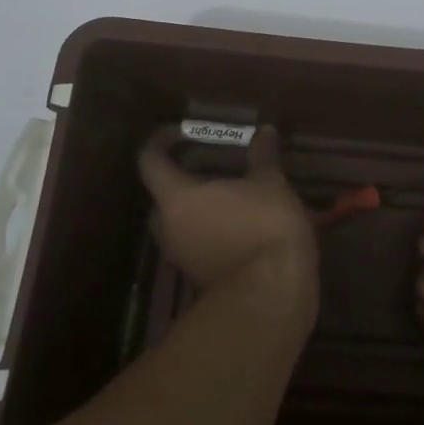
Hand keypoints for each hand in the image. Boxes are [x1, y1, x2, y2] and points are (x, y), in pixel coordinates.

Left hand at [136, 125, 316, 294]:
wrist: (272, 292)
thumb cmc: (264, 225)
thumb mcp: (270, 183)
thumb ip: (262, 156)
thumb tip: (265, 132)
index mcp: (177, 197)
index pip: (150, 162)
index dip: (160, 142)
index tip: (180, 132)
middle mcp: (169, 227)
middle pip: (162, 196)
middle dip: (181, 179)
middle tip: (209, 166)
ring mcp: (181, 257)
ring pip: (179, 224)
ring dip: (198, 208)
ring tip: (230, 194)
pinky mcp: (199, 278)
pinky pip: (196, 244)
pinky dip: (210, 230)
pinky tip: (240, 223)